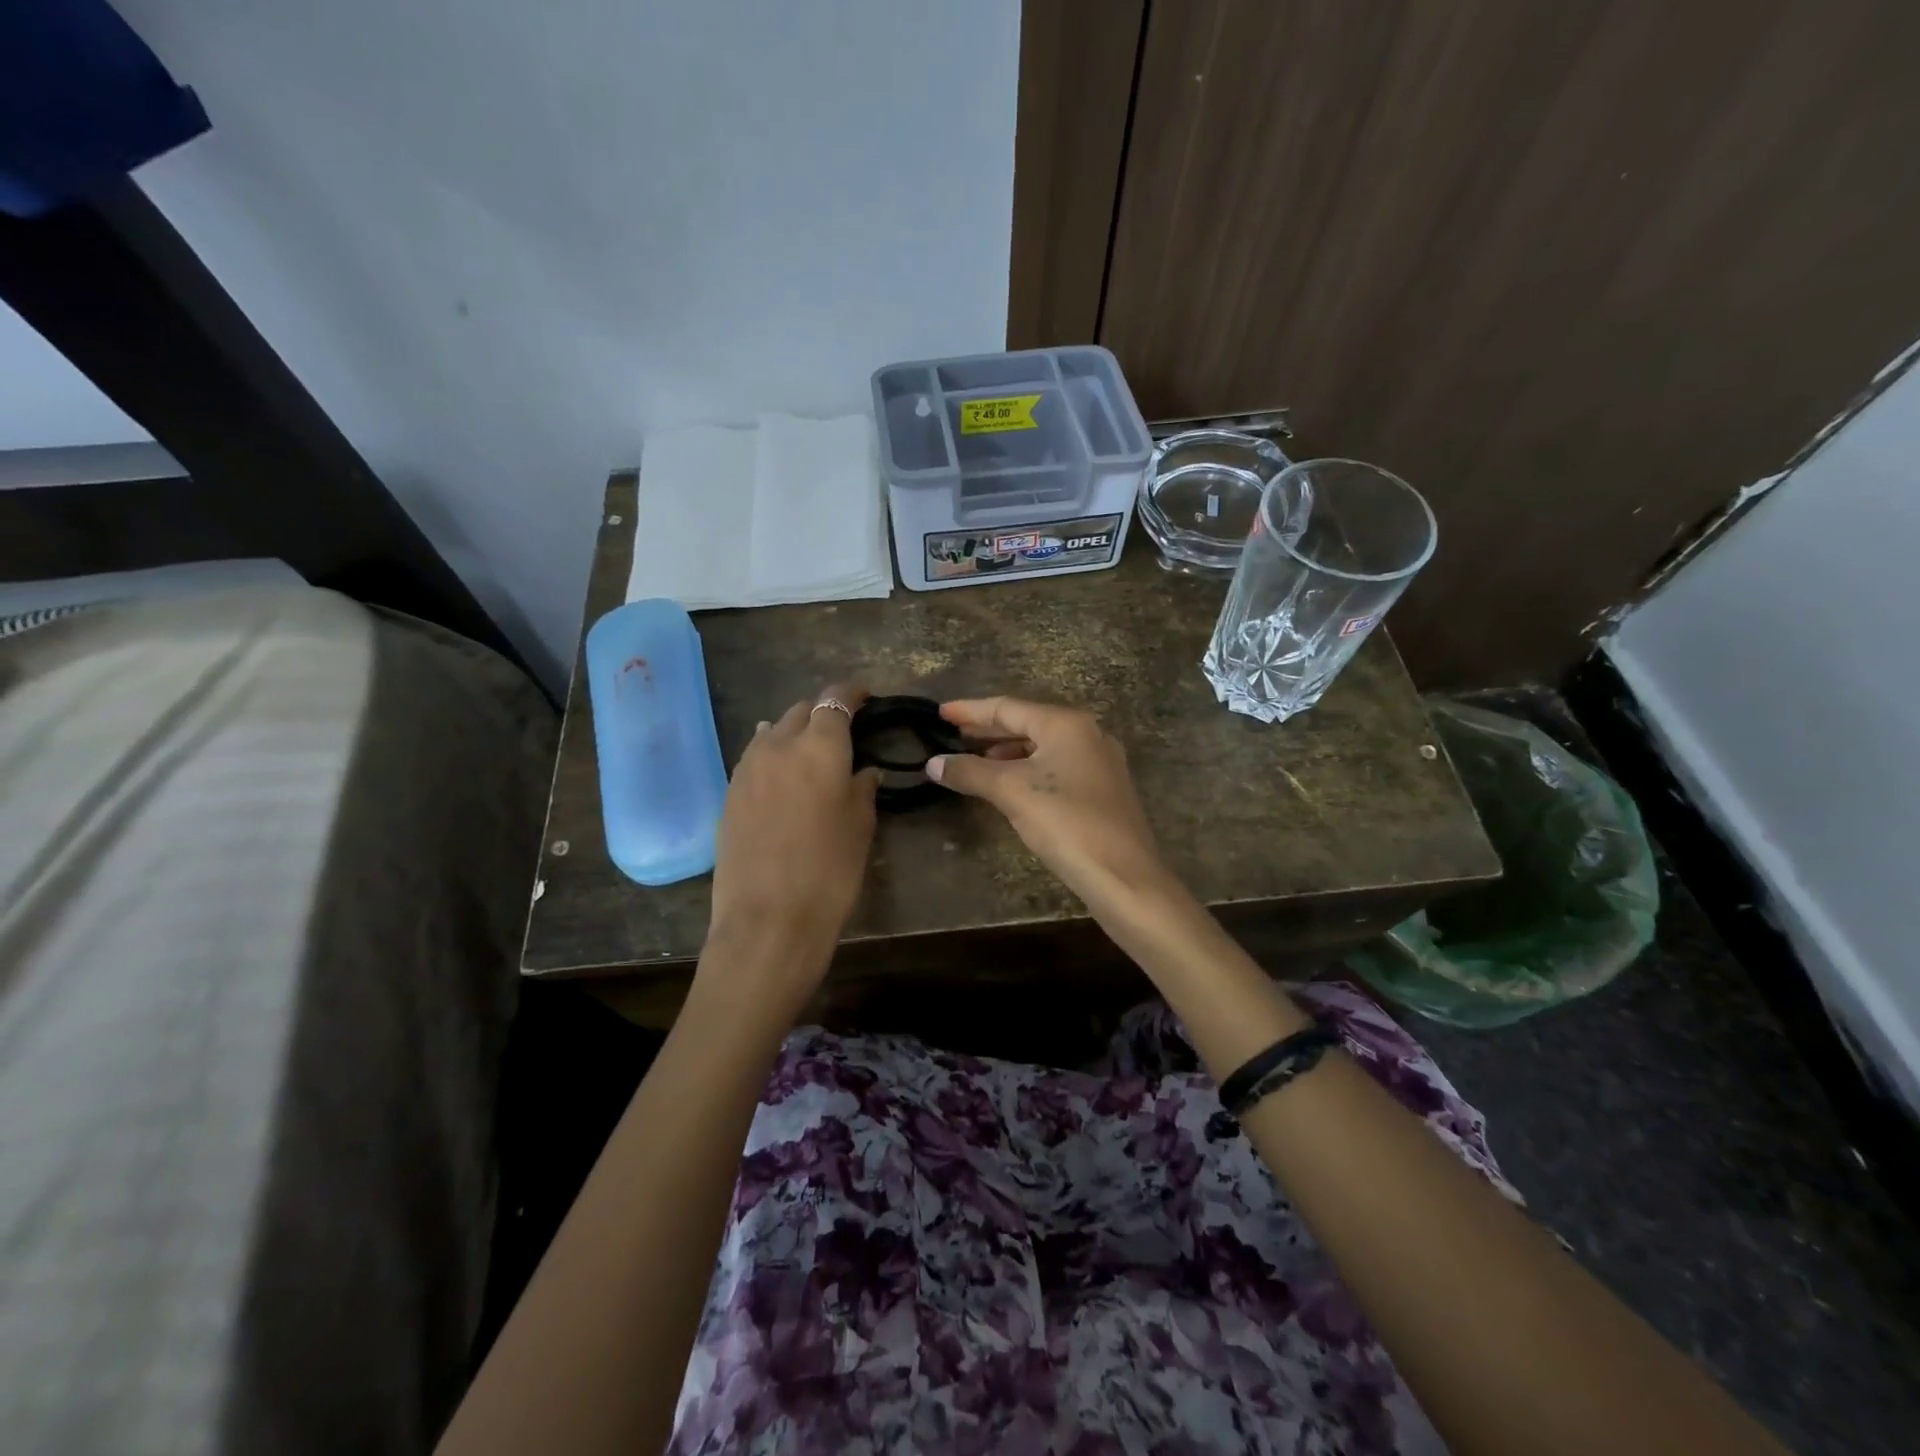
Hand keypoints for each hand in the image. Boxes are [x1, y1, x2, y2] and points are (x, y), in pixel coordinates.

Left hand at [705, 685, 878, 1010]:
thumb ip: (862, 788)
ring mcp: (747, 767)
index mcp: (820, 747)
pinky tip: (782, 775)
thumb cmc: (830, 872)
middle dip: (822, 713)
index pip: (835, 700)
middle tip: (842, 732)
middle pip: (801, 711)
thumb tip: (863, 770)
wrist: (767, 920)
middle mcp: (779, 745)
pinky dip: (773, 756)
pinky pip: (754, 757)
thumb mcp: (860, 827)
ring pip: (773, 732)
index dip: (851, 693)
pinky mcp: (729, 792)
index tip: (865, 695)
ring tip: (810, 752)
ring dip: (794, 733)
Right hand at [929, 697, 1172, 914]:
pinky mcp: (1104, 790)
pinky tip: (1010, 786)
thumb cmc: (1066, 822)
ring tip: (975, 762)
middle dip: (988, 730)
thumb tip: (933, 763)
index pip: (1008, 707)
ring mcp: (1099, 762)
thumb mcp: (1011, 792)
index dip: (970, 710)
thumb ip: (970, 772)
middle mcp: (1087, 733)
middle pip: (1027, 724)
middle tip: (953, 735)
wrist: (1123, 876)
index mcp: (1066, 724)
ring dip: (1007, 752)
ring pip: (1043, 747)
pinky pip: (1056, 767)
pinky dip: (1027, 769)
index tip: (940, 712)